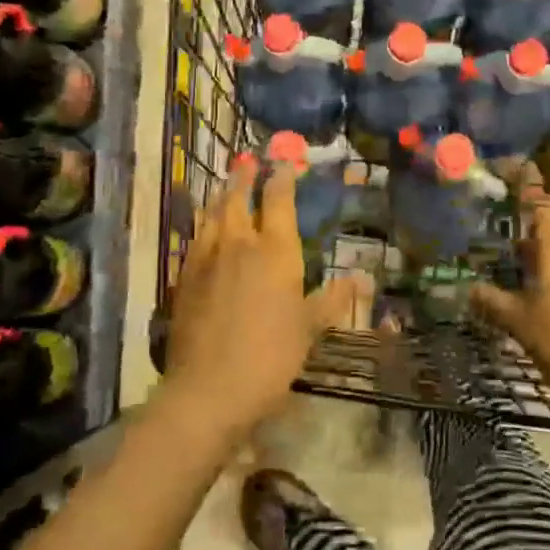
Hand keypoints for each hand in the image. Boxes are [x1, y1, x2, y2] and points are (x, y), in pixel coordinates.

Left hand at [162, 155, 358, 437]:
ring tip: (225, 186)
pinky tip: (204, 229)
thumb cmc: (271, 355)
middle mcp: (239, 244)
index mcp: (275, 250)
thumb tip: (364, 278)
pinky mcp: (185, 277)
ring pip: (212, 215)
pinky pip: (195, 238)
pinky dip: (203, 225)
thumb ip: (333, 298)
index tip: (284, 162)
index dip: (282, 178)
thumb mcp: (309, 327)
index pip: (278, 200)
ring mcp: (207, 258)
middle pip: (238, 198)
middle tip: (247, 161)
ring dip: (221, 196)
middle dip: (244, 177)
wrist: (209, 388)